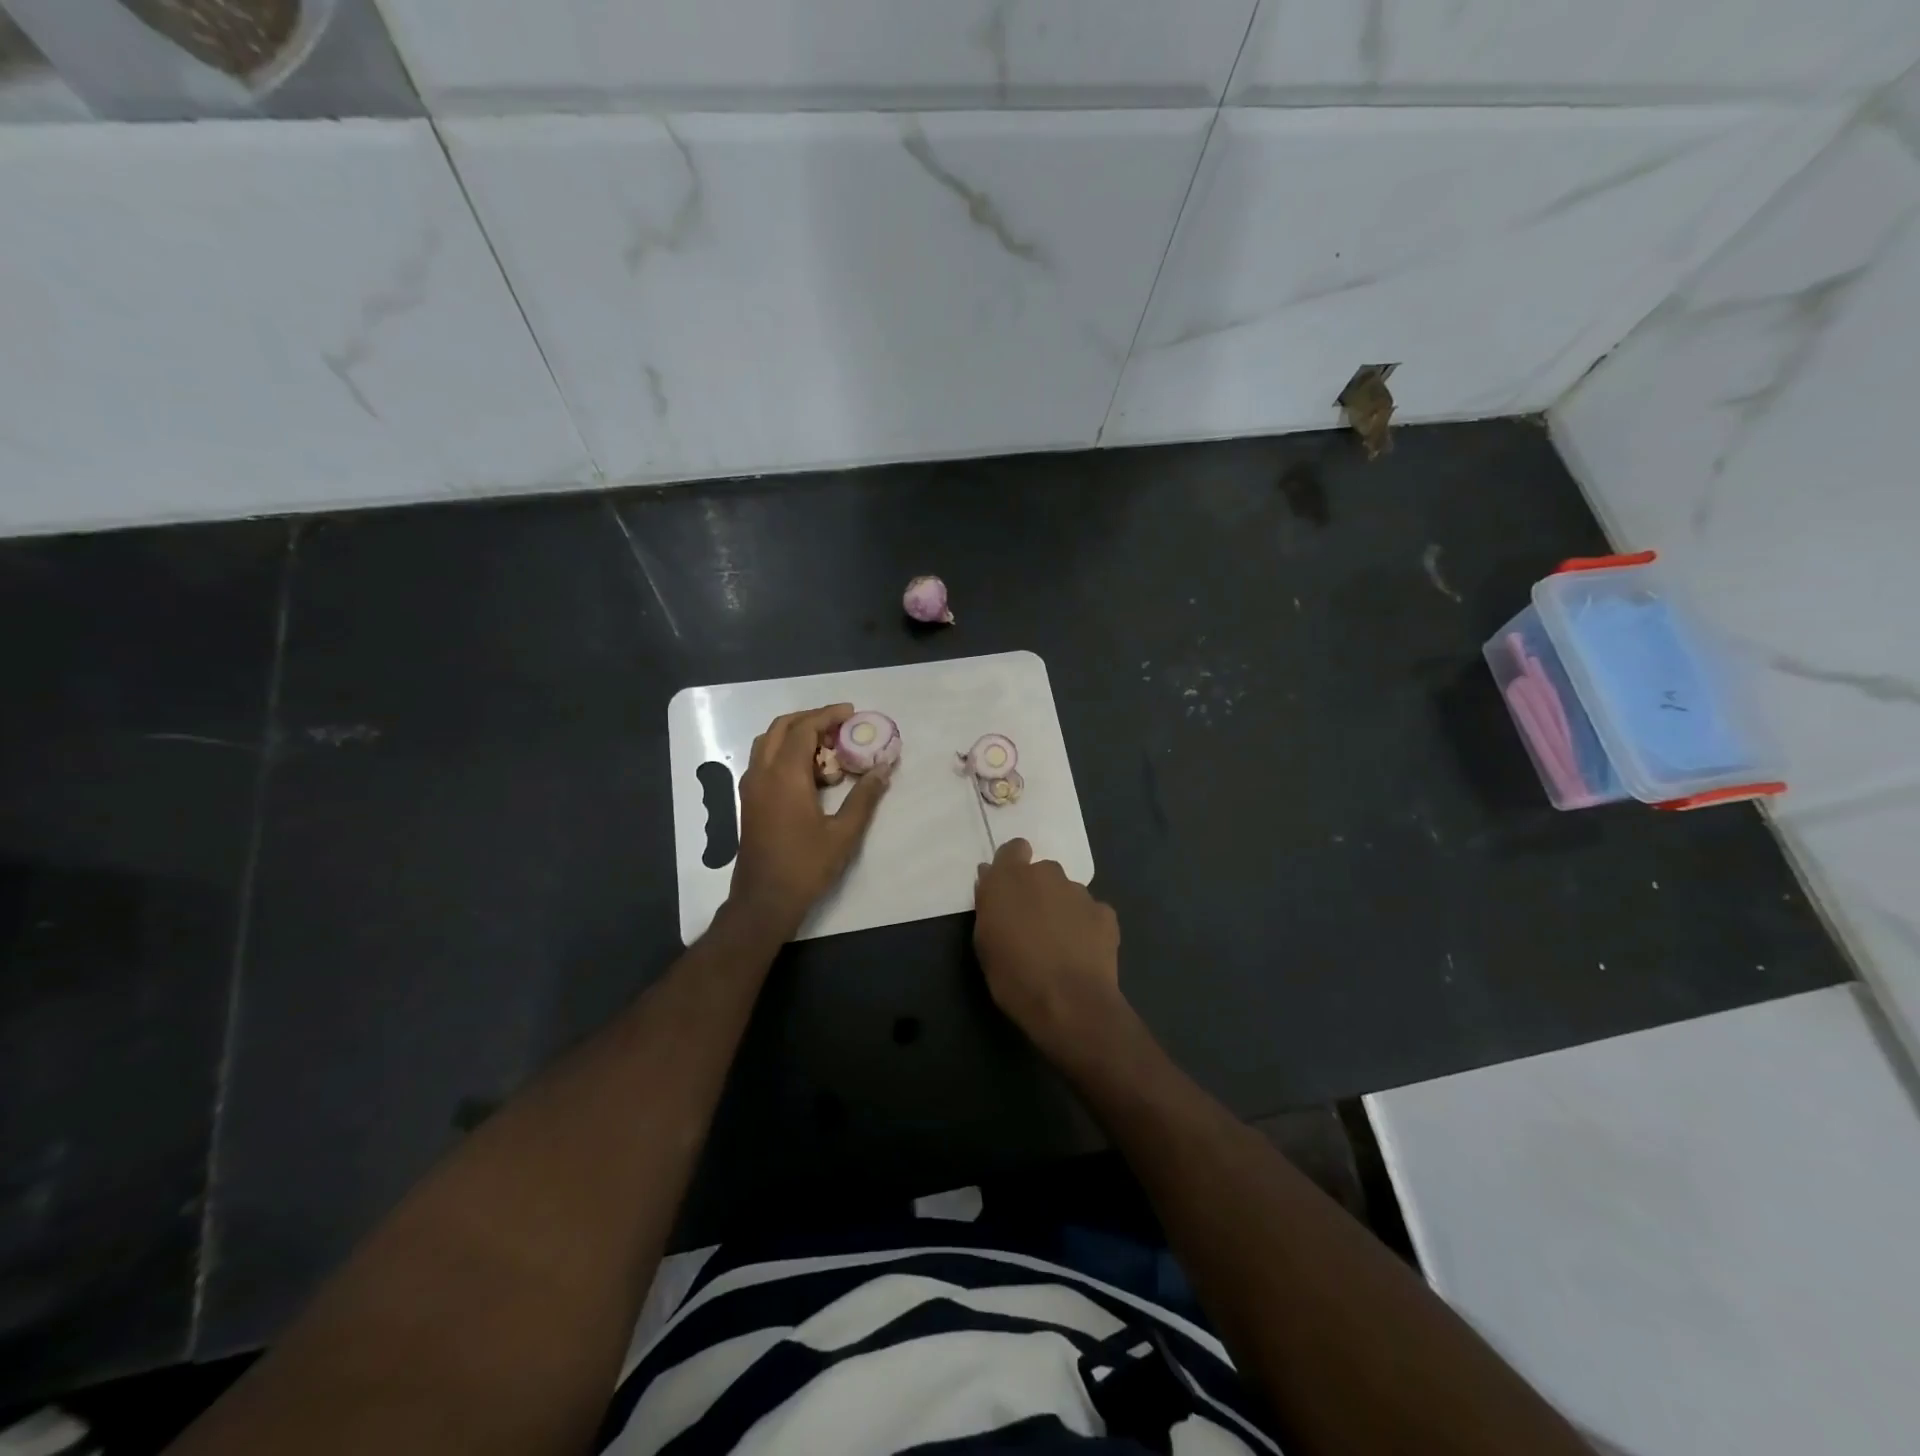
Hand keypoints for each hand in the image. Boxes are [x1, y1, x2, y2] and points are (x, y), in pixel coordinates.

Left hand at [726, 704, 890, 939]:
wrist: (764, 900)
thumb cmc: (805, 866)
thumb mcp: (843, 833)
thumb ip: (864, 798)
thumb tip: (882, 770)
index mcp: (784, 776)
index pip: (803, 729)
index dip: (827, 715)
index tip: (851, 712)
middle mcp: (762, 773)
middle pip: (780, 728)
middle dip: (810, 719)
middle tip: (839, 726)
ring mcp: (751, 787)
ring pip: (767, 743)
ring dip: (794, 735)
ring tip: (826, 747)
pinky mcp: (748, 801)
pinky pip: (764, 761)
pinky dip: (784, 753)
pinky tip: (809, 773)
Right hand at [973, 839, 1126, 1059]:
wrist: (1069, 1003)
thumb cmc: (1013, 976)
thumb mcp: (984, 942)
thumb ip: (989, 904)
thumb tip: (990, 880)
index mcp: (1011, 878)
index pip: (1013, 849)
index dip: (1012, 865)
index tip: (1008, 889)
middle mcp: (1047, 875)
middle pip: (1042, 873)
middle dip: (1037, 891)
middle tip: (1032, 924)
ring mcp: (1080, 892)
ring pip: (1067, 892)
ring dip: (1061, 909)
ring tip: (1059, 945)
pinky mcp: (1105, 913)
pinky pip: (1091, 913)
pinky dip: (1086, 926)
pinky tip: (1082, 952)